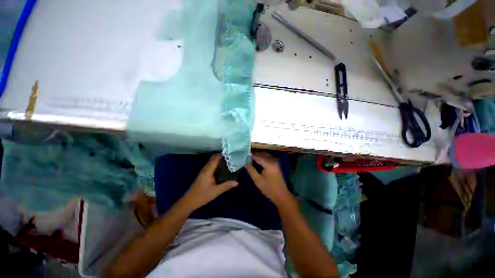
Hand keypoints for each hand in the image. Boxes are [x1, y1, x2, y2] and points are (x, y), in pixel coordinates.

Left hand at [180, 154, 237, 211]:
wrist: (189, 202)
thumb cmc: (202, 196)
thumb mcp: (215, 191)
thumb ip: (226, 186)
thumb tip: (237, 182)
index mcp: (208, 171)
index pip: (215, 159)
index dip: (222, 155)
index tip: (231, 154)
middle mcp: (205, 169)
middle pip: (213, 158)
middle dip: (221, 156)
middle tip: (231, 157)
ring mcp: (203, 172)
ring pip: (211, 162)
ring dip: (219, 160)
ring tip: (228, 161)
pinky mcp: (203, 175)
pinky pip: (211, 166)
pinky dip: (216, 164)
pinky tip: (222, 168)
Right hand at [245, 152, 292, 206]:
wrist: (281, 195)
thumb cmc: (269, 189)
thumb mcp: (258, 180)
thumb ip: (251, 170)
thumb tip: (245, 162)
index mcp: (269, 164)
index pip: (258, 156)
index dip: (250, 155)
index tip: (243, 154)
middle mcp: (273, 160)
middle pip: (261, 154)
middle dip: (254, 154)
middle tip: (245, 155)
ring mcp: (275, 161)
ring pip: (265, 155)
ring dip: (258, 155)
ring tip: (249, 157)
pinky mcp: (276, 164)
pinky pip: (267, 157)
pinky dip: (262, 157)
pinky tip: (256, 160)